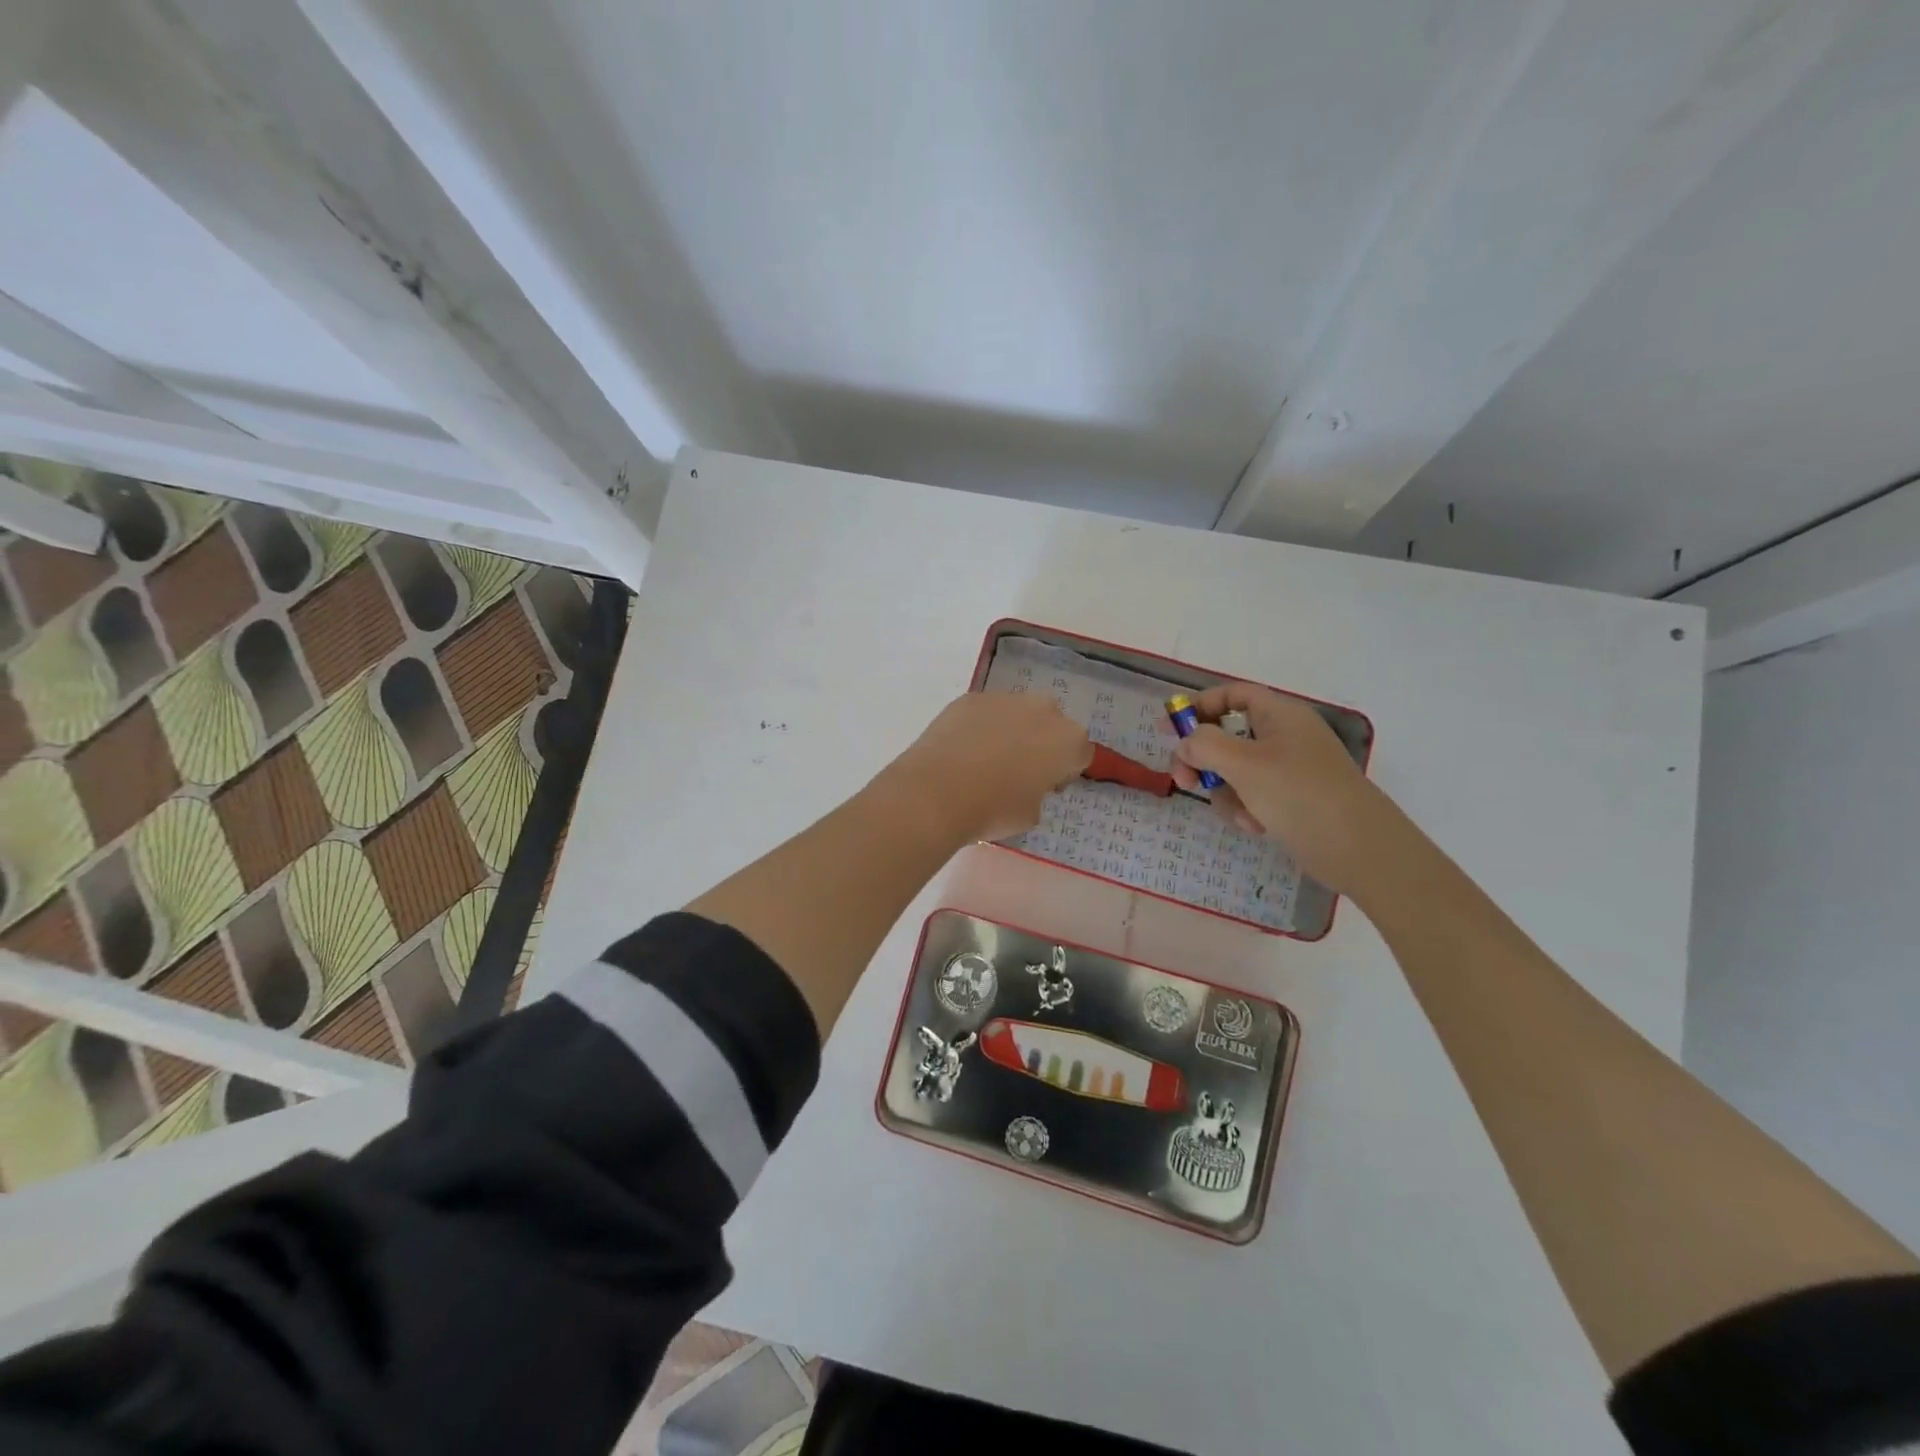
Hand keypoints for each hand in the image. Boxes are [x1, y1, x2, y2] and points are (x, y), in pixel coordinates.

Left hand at [882, 692, 1093, 843]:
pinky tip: (962, 749)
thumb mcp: (1030, 815)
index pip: (1080, 754)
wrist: (937, 792)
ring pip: (1018, 712)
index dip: (1064, 771)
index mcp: (1068, 741)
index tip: (1047, 787)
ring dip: (1011, 730)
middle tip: (1019, 769)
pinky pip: (985, 712)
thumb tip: (1025, 786)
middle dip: (1042, 741)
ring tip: (985, 758)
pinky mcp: (971, 698)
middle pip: (1052, 724)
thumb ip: (1038, 794)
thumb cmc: (993, 809)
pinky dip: (980, 726)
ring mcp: (1006, 699)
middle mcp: (1044, 711)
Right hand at [1169, 684, 1397, 895]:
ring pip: (1235, 770)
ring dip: (1225, 792)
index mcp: (1279, 715)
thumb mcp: (1244, 764)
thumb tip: (1186, 742)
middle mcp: (1284, 736)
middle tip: (1184, 781)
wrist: (1359, 849)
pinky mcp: (1291, 799)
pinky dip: (1246, 809)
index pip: (1232, 695)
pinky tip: (1256, 827)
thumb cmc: (1299, 794)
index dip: (1197, 706)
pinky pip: (1252, 795)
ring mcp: (1289, 769)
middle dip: (1203, 759)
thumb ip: (1204, 745)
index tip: (1166, 729)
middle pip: (1227, 736)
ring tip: (1239, 813)